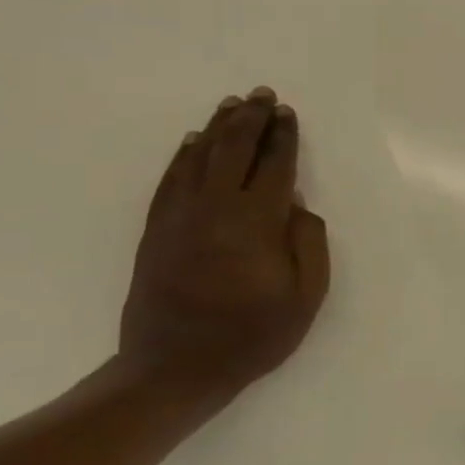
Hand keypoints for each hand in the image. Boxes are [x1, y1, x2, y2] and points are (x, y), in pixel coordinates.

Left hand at [118, 87, 330, 406]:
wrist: (173, 369)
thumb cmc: (252, 335)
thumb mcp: (306, 297)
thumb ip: (309, 243)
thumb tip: (298, 204)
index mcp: (257, 223)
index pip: (274, 166)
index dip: (283, 137)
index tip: (287, 114)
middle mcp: (216, 209)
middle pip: (234, 150)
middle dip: (251, 119)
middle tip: (262, 94)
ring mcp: (179, 218)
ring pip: (199, 158)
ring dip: (218, 128)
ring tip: (232, 105)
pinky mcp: (156, 231)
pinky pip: (170, 180)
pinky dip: (183, 156)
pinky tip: (194, 142)